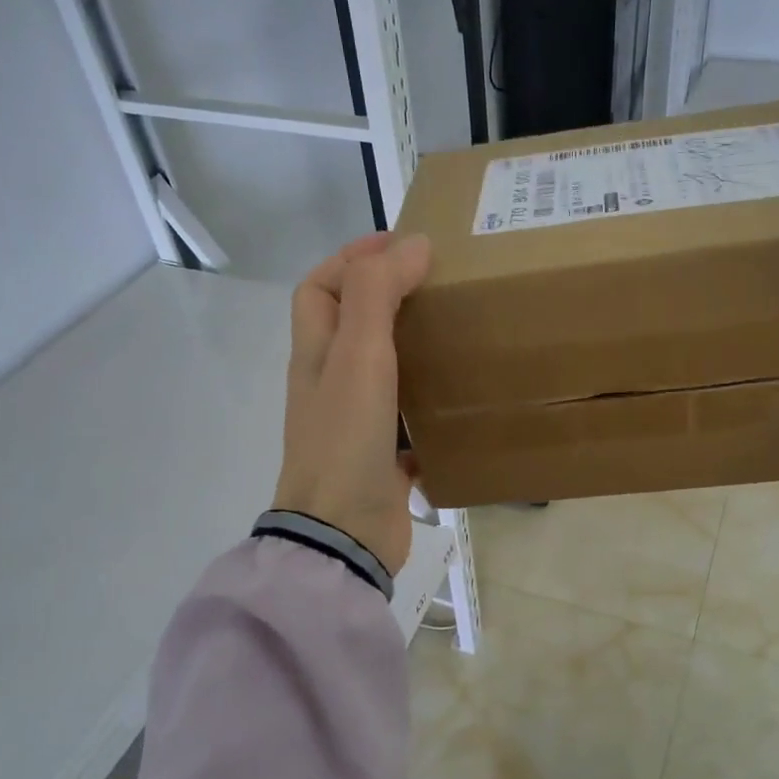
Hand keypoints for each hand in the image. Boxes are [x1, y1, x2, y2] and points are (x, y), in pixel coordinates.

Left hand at [273, 231, 432, 576]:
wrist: (344, 534)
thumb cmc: (346, 439)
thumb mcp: (359, 356)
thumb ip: (379, 294)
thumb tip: (413, 244)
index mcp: (316, 355)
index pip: (320, 288)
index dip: (352, 258)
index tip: (401, 244)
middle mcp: (330, 385)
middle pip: (350, 326)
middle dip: (386, 298)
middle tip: (438, 286)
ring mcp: (355, 424)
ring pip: (381, 371)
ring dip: (411, 348)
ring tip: (456, 333)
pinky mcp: (382, 458)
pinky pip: (406, 419)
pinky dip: (428, 404)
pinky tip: (462, 400)